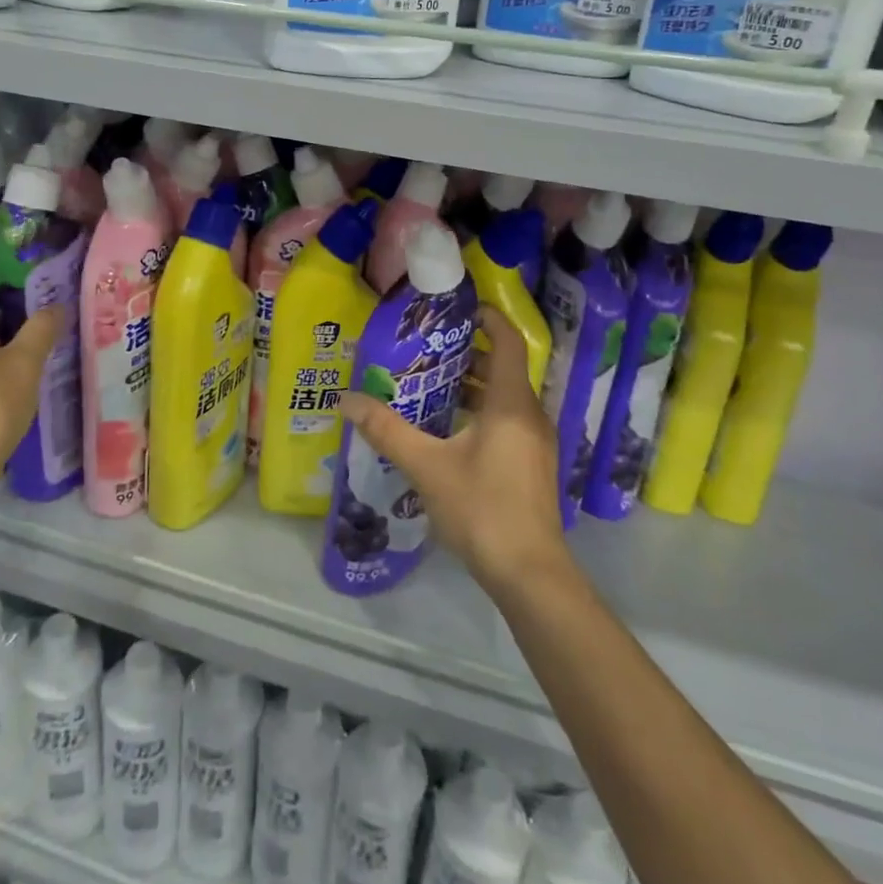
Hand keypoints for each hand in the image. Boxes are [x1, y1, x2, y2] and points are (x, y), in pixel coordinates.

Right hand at [341, 306, 570, 597]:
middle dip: (469, 354)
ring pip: (505, 397)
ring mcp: (535, 442)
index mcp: (511, 403)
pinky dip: (482, 411)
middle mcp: (529, 415)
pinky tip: (449, 429)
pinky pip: (508, 421)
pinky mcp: (532, 465)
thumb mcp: (427, 466)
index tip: (459, 309)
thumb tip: (347, 399)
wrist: (530, 574)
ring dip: (474, 385)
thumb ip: (387, 430)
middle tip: (428, 349)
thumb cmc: (482, 508)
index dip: (489, 319)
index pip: (509, 342)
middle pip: (504, 368)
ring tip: (431, 384)